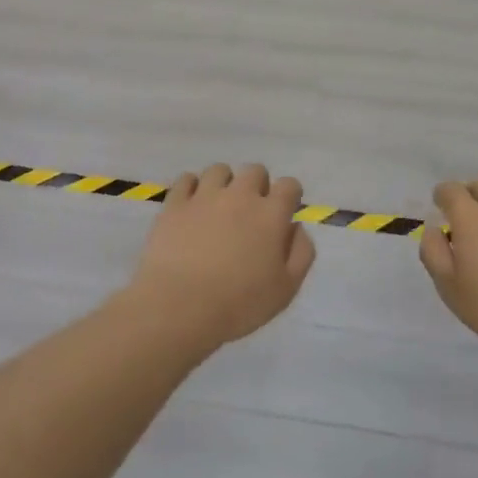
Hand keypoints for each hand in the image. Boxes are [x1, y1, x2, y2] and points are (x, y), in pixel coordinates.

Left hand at [123, 163, 315, 349]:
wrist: (180, 306)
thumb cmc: (238, 304)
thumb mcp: (285, 289)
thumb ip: (301, 253)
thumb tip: (297, 227)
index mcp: (270, 214)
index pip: (289, 185)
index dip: (289, 196)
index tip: (284, 213)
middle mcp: (240, 195)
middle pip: (255, 171)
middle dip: (258, 185)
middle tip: (250, 213)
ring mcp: (205, 195)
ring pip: (220, 170)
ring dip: (224, 183)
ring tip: (219, 207)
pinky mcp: (176, 203)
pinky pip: (186, 179)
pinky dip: (191, 188)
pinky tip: (191, 206)